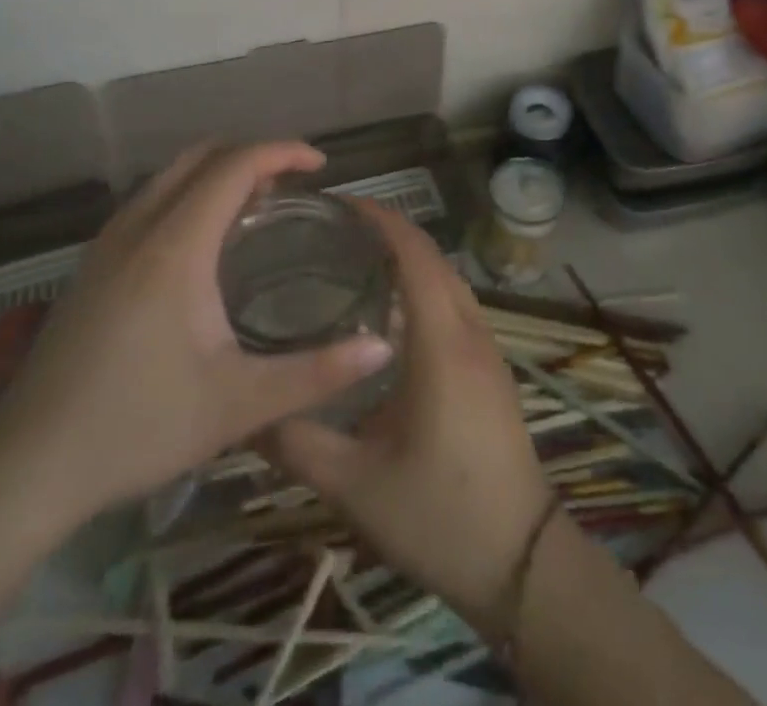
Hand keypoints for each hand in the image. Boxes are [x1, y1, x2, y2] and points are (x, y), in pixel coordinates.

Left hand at [0, 142, 394, 542]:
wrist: (23, 471)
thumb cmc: (137, 428)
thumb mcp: (239, 405)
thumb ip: (317, 374)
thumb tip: (383, 347)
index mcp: (176, 246)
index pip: (235, 165)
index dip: (282, 152)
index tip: (320, 166)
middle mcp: (139, 228)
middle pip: (201, 156)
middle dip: (252, 155)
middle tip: (292, 185)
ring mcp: (107, 244)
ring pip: (169, 175)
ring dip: (217, 173)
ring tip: (256, 207)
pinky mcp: (90, 266)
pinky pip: (149, 200)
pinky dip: (187, 193)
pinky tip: (202, 245)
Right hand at [266, 205, 552, 634]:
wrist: (522, 562)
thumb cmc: (439, 516)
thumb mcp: (355, 485)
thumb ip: (298, 443)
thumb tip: (245, 413)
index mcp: (441, 343)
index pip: (415, 254)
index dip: (381, 220)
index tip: (340, 204)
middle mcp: (470, 331)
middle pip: (433, 258)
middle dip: (390, 231)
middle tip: (335, 230)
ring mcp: (488, 349)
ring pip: (448, 280)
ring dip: (410, 258)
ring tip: (355, 261)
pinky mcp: (491, 368)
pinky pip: (456, 305)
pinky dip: (425, 287)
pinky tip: (390, 315)